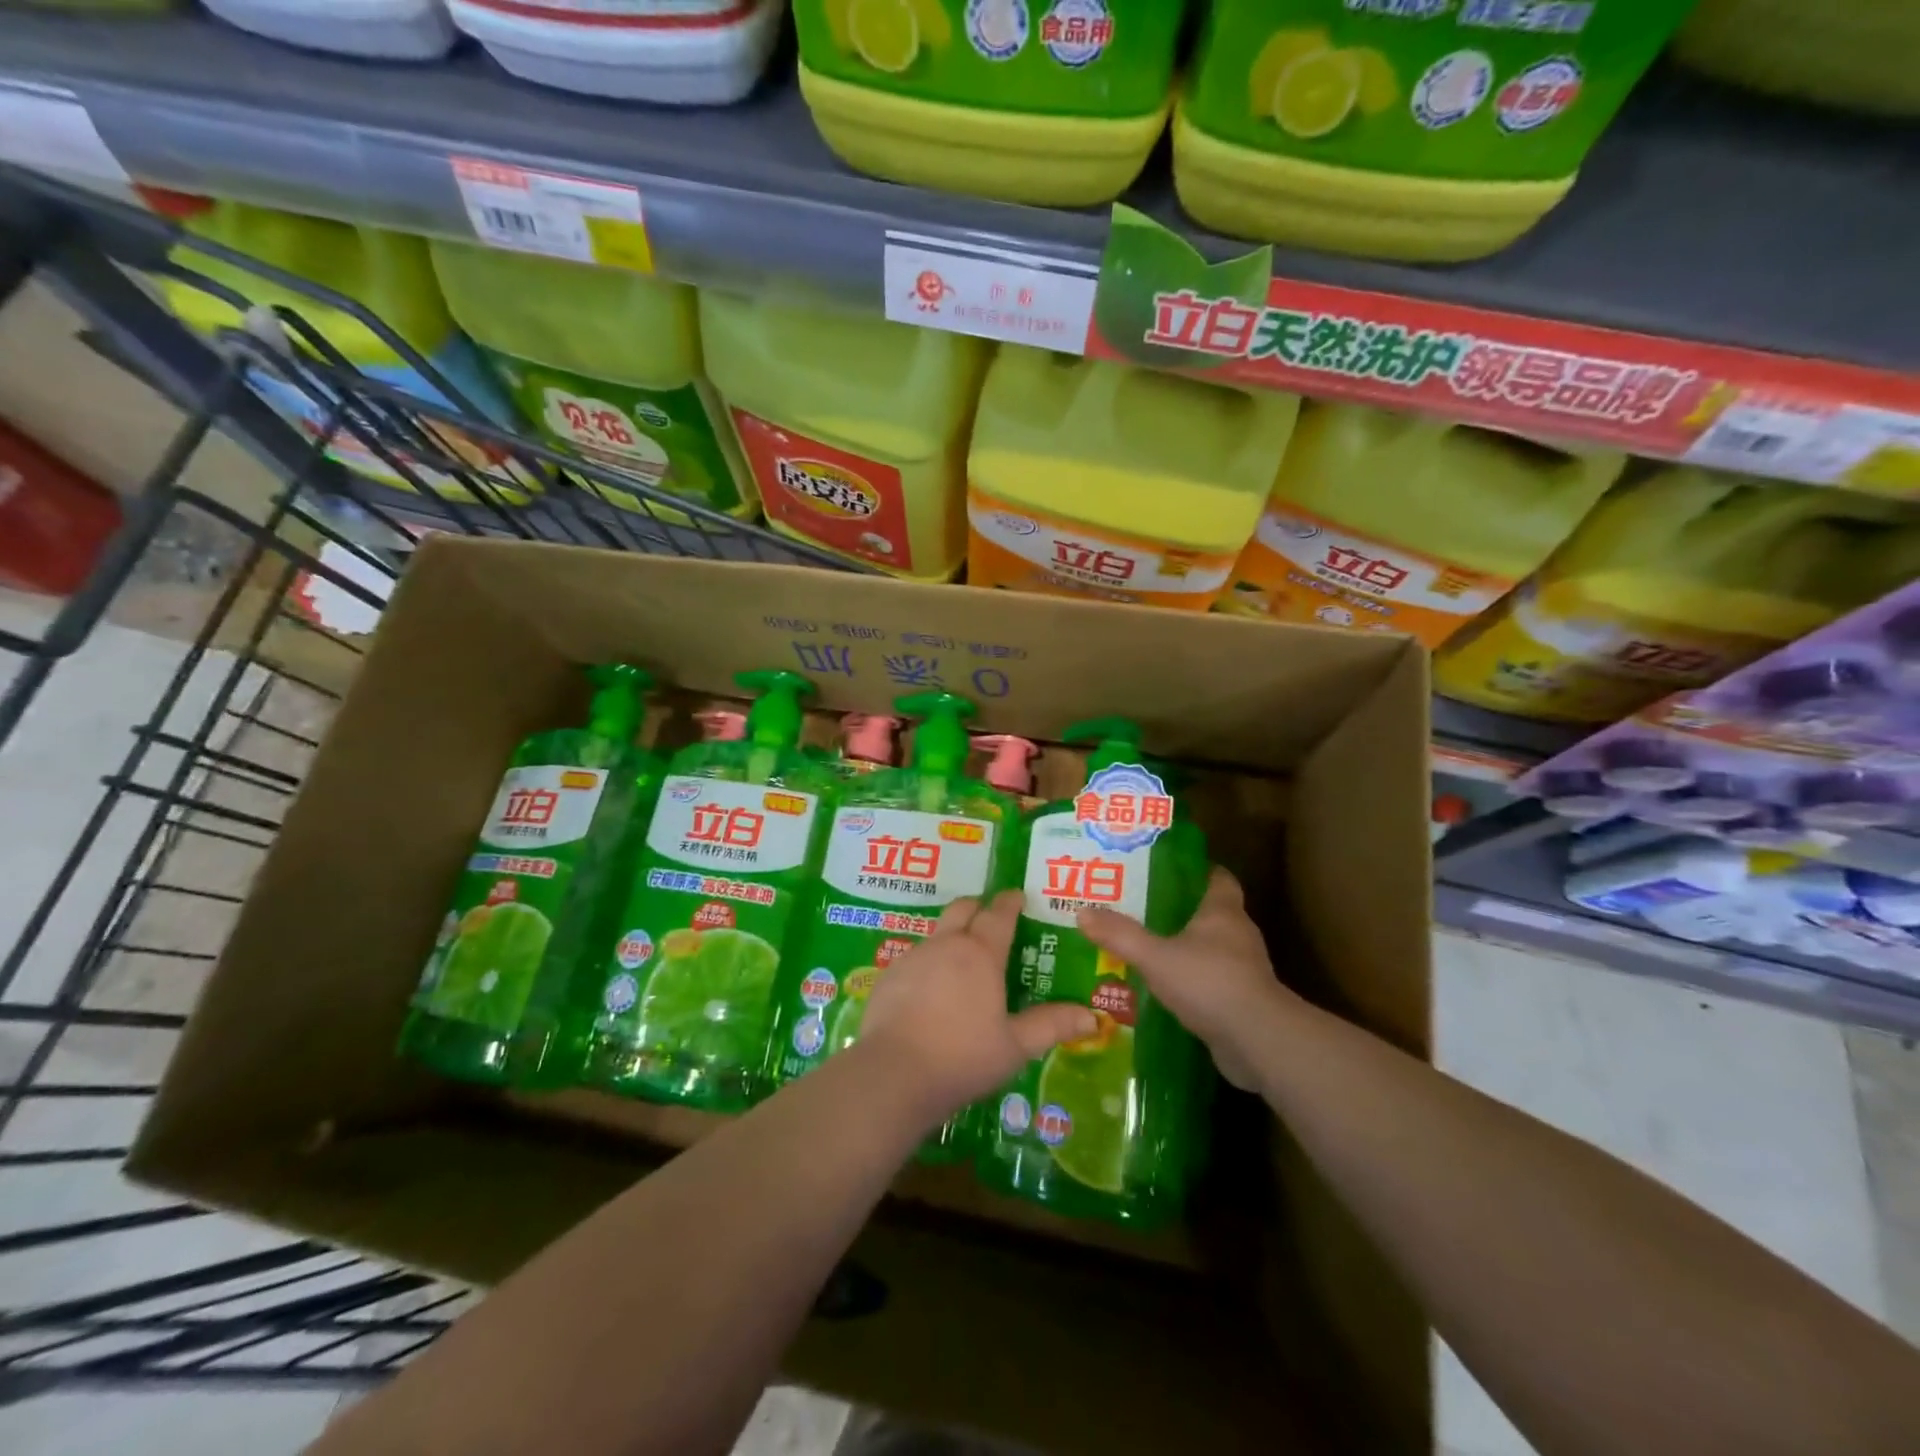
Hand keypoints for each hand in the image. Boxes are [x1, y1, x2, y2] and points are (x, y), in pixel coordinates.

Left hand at [859, 890, 1097, 1122]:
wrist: (893, 1074)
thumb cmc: (962, 1057)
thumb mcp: (1015, 1046)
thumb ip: (1051, 1026)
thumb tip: (1092, 1018)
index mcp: (980, 953)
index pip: (999, 913)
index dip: (1010, 902)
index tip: (1018, 896)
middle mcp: (946, 945)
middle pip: (962, 908)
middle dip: (979, 907)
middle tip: (992, 919)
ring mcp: (913, 957)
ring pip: (937, 933)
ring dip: (952, 936)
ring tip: (963, 961)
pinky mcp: (889, 976)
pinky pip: (915, 957)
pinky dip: (929, 963)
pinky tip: (931, 992)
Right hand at [1078, 867, 1295, 1090]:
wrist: (1258, 1042)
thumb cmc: (1209, 983)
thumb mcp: (1155, 957)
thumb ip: (1120, 935)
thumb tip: (1082, 912)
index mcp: (1223, 911)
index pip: (1217, 877)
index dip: (1195, 870)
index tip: (1165, 869)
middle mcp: (1238, 934)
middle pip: (1209, 912)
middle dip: (1178, 910)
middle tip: (1140, 908)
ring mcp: (1243, 969)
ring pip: (1209, 948)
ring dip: (1183, 948)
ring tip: (1145, 948)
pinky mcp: (1241, 1000)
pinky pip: (1211, 980)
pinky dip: (1190, 980)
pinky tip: (1162, 987)